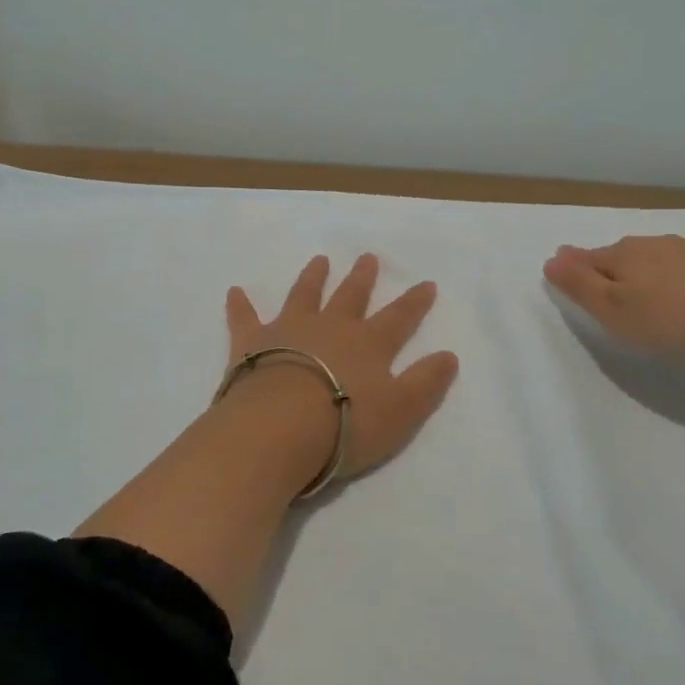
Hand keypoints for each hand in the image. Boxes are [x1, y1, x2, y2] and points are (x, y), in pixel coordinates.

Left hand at [223, 254, 458, 479]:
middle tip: (368, 257)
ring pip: (304, 295)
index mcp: (367, 344)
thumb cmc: (345, 424)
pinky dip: (240, 305)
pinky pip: (245, 318)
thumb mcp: (401, 411)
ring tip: (319, 260)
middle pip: (350, 297)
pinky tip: (234, 292)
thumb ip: (426, 383)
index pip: (399, 318)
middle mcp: (330, 327)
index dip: (414, 303)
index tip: (426, 283)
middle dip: (362, 278)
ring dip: (313, 277)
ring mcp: (289, 330)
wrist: (280, 426)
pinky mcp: (252, 342)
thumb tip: (450, 355)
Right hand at [543, 235, 684, 363]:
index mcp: (620, 254)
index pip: (586, 258)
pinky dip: (671, 280)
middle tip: (603, 289)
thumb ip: (579, 285)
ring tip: (641, 293)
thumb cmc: (668, 317)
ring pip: (651, 260)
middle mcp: (650, 244)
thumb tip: (550, 259)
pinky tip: (679, 295)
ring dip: (642, 273)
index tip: (565, 275)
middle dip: (607, 268)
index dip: (574, 268)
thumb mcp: (613, 309)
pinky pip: (679, 269)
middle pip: (618, 256)